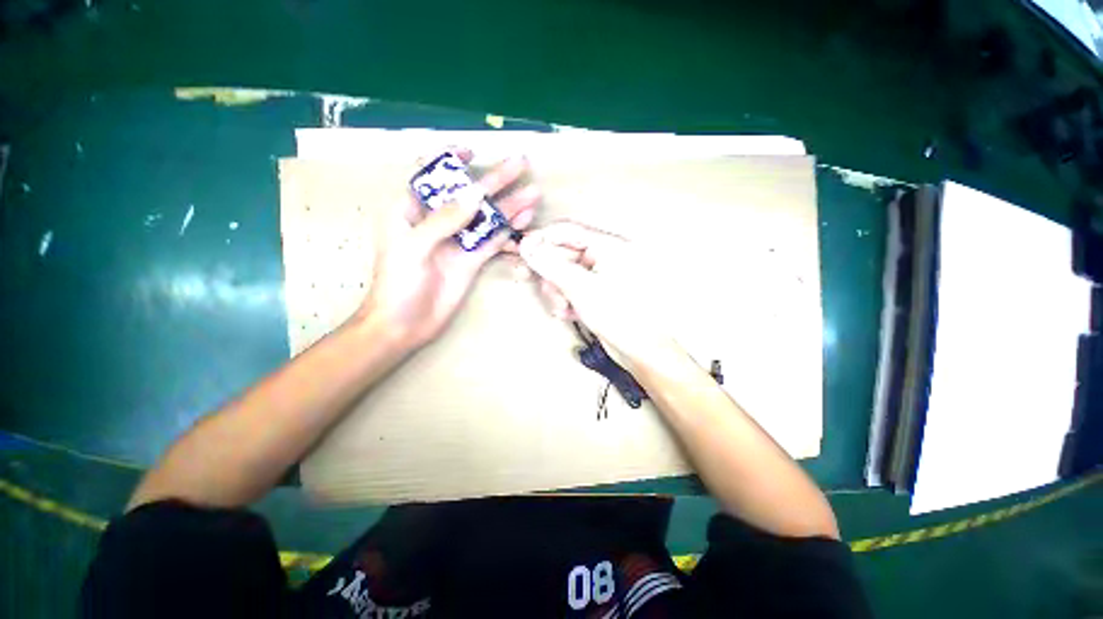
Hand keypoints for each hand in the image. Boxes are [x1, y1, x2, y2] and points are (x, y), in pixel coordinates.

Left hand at [356, 150, 538, 348]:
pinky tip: (524, 221)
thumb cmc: (397, 284)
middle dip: (495, 179)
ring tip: (533, 194)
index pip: (430, 175)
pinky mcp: (472, 259)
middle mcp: (438, 221)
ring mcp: (459, 241)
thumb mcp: (413, 247)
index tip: (471, 150)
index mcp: (411, 210)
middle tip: (521, 164)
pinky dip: (508, 231)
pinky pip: (493, 240)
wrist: (405, 324)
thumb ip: (444, 220)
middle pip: (469, 194)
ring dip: (509, 206)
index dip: (449, 159)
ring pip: (487, 217)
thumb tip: (476, 194)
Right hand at [518, 221, 677, 369]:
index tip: (522, 251)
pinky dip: (566, 298)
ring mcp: (601, 275)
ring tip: (561, 305)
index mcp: (610, 246)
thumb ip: (551, 265)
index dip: (542, 239)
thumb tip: (528, 247)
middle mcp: (606, 257)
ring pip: (566, 273)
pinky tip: (569, 312)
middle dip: (549, 272)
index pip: (568, 231)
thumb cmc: (620, 316)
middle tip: (530, 280)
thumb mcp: (581, 288)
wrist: (640, 351)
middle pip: (564, 253)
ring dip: (557, 289)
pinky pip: (573, 288)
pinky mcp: (597, 292)